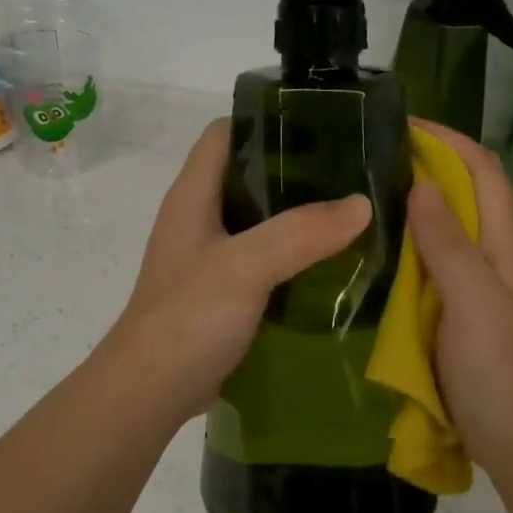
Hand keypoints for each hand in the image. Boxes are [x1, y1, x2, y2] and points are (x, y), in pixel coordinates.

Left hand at [106, 119, 372, 417]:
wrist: (150, 392)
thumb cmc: (187, 318)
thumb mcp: (244, 267)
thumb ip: (300, 232)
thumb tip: (362, 204)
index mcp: (193, 195)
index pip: (225, 133)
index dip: (266, 120)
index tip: (321, 123)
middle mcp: (200, 219)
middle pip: (250, 175)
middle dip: (298, 169)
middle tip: (353, 171)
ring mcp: (212, 258)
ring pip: (262, 220)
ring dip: (302, 216)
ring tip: (355, 212)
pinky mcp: (226, 293)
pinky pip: (267, 261)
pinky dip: (298, 257)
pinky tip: (335, 263)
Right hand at [405, 120, 512, 484]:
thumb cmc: (502, 374)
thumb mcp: (474, 303)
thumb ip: (449, 244)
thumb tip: (420, 183)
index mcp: (504, 247)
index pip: (483, 172)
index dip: (449, 141)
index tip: (403, 124)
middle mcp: (491, 258)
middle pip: (463, 196)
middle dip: (425, 166)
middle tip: (369, 158)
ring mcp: (473, 288)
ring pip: (443, 231)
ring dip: (412, 205)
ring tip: (362, 194)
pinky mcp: (454, 315)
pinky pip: (428, 268)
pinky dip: (404, 248)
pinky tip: (372, 252)